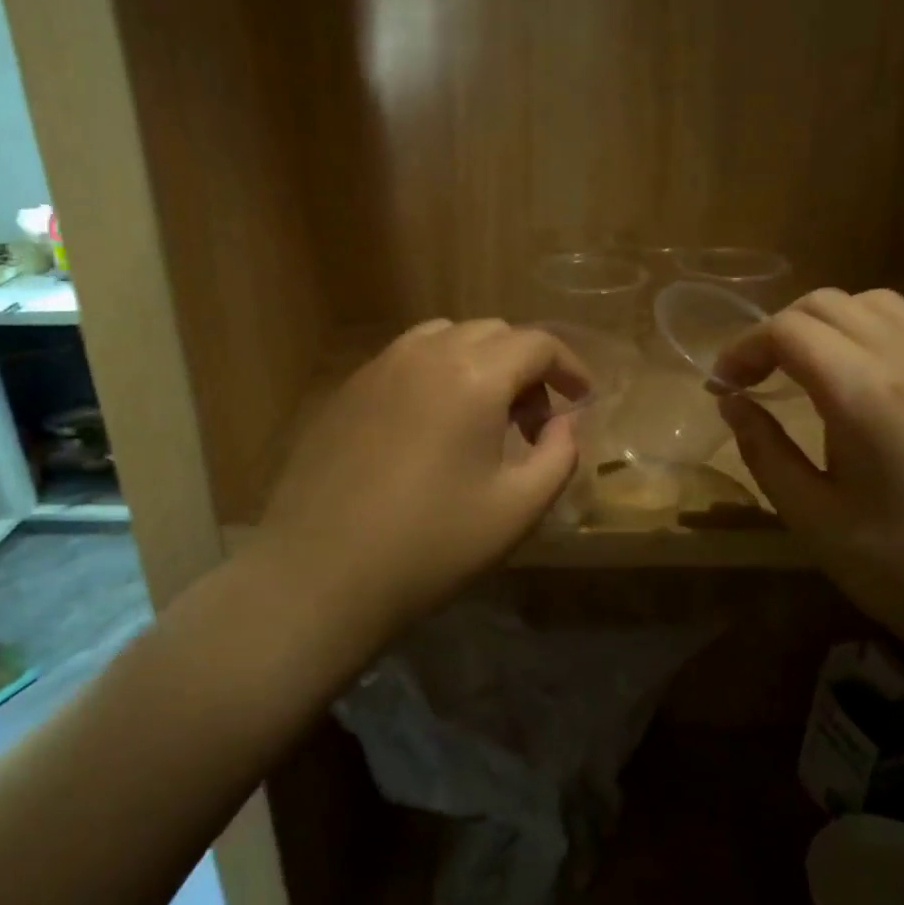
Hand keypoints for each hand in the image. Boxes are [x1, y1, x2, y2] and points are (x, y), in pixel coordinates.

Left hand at [261, 319, 590, 628]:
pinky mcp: (348, 389)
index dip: (570, 367)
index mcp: (474, 375)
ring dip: (480, 363)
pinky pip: (407, 359)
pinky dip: (437, 373)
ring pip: (446, 337)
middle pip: (493, 332)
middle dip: (526, 367)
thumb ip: (559, 455)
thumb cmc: (431, 544)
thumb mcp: (518, 508)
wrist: (322, 571)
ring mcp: (379, 366)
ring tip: (483, 416)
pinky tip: (432, 425)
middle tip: (534, 422)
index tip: (582, 400)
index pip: (537, 344)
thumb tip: (564, 423)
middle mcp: (425, 353)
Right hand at [714, 288, 903, 678]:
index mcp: (865, 395)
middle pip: (827, 304)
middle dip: (776, 330)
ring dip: (823, 324)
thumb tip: (732, 402)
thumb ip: (764, 450)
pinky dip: (863, 333)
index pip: (788, 330)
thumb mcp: (814, 519)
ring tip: (801, 370)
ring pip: (872, 304)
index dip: (742, 349)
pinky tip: (854, 383)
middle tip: (753, 378)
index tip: (721, 387)